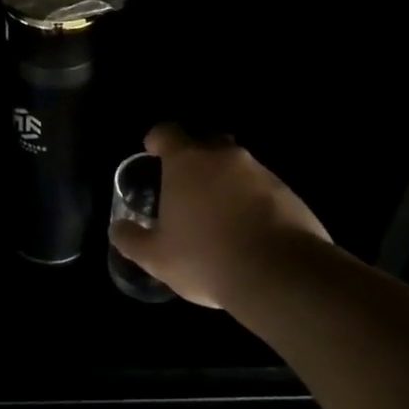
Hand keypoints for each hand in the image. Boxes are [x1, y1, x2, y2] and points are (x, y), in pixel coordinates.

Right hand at [109, 124, 330, 309]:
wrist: (281, 276)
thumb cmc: (206, 258)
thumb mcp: (156, 257)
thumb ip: (131, 239)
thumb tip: (117, 229)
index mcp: (186, 162)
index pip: (167, 132)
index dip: (157, 139)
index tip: (152, 152)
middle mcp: (224, 157)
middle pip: (206, 142)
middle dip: (196, 157)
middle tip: (186, 184)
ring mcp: (261, 173)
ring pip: (238, 166)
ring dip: (227, 182)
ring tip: (219, 214)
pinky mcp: (290, 194)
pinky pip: (263, 188)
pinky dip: (253, 201)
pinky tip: (249, 231)